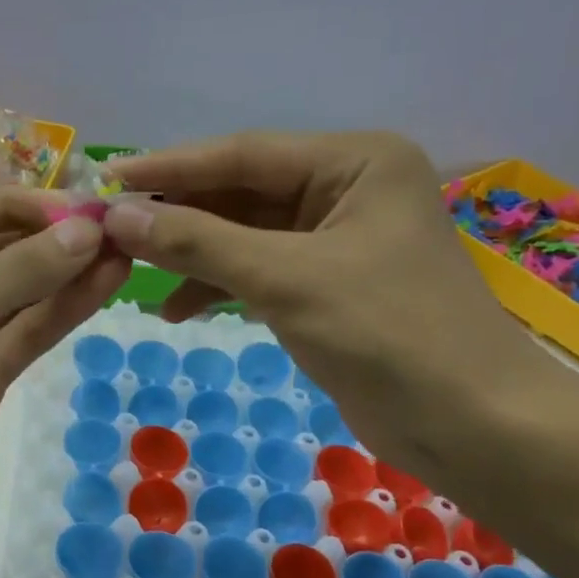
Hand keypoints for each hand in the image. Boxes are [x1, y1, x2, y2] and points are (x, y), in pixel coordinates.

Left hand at [0, 189, 129, 574]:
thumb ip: (15, 273)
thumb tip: (84, 231)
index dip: (12, 205)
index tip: (73, 206)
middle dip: (45, 239)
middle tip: (111, 225)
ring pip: (13, 297)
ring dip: (63, 274)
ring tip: (123, 249)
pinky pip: (23, 337)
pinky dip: (61, 312)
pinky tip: (103, 286)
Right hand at [104, 132, 562, 487]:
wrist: (470, 423)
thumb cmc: (386, 333)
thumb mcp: (285, 278)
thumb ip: (199, 242)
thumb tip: (119, 216)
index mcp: (354, 162)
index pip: (244, 154)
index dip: (172, 169)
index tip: (108, 181)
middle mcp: (348, 189)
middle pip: (243, 194)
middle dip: (180, 217)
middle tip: (113, 234)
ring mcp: (340, 240)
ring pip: (247, 236)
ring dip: (195, 257)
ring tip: (136, 277)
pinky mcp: (331, 286)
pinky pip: (261, 272)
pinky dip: (221, 288)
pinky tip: (179, 310)